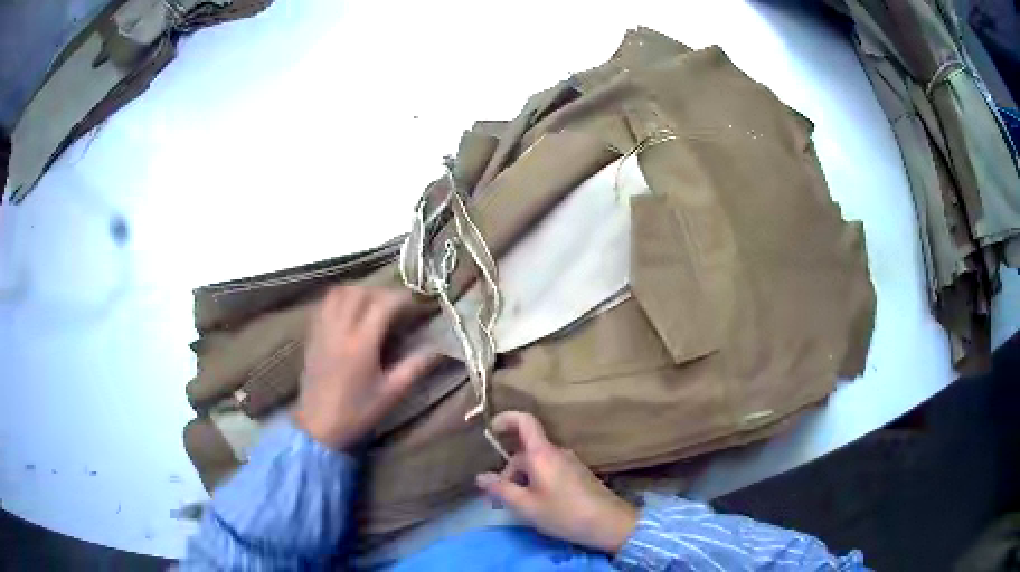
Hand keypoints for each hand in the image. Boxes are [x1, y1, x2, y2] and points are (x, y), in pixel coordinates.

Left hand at [294, 287, 435, 449]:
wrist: (319, 426)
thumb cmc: (357, 412)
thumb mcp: (391, 393)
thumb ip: (415, 367)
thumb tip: (439, 349)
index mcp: (361, 344)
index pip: (382, 305)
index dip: (402, 299)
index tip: (416, 304)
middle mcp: (340, 330)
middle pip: (359, 293)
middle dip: (380, 292)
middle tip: (395, 304)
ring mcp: (322, 331)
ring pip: (338, 293)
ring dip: (357, 291)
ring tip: (372, 304)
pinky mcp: (312, 336)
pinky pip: (324, 305)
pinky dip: (338, 300)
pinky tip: (349, 313)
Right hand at [475, 411, 637, 553]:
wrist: (609, 523)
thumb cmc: (564, 513)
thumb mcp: (526, 506)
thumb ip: (501, 489)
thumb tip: (481, 476)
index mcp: (542, 454)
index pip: (525, 422)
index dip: (506, 419)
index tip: (490, 430)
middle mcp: (557, 452)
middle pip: (526, 452)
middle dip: (508, 471)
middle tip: (499, 499)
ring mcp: (570, 463)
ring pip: (537, 463)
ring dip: (522, 479)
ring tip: (518, 505)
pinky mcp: (578, 475)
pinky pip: (550, 470)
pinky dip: (537, 482)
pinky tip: (537, 504)